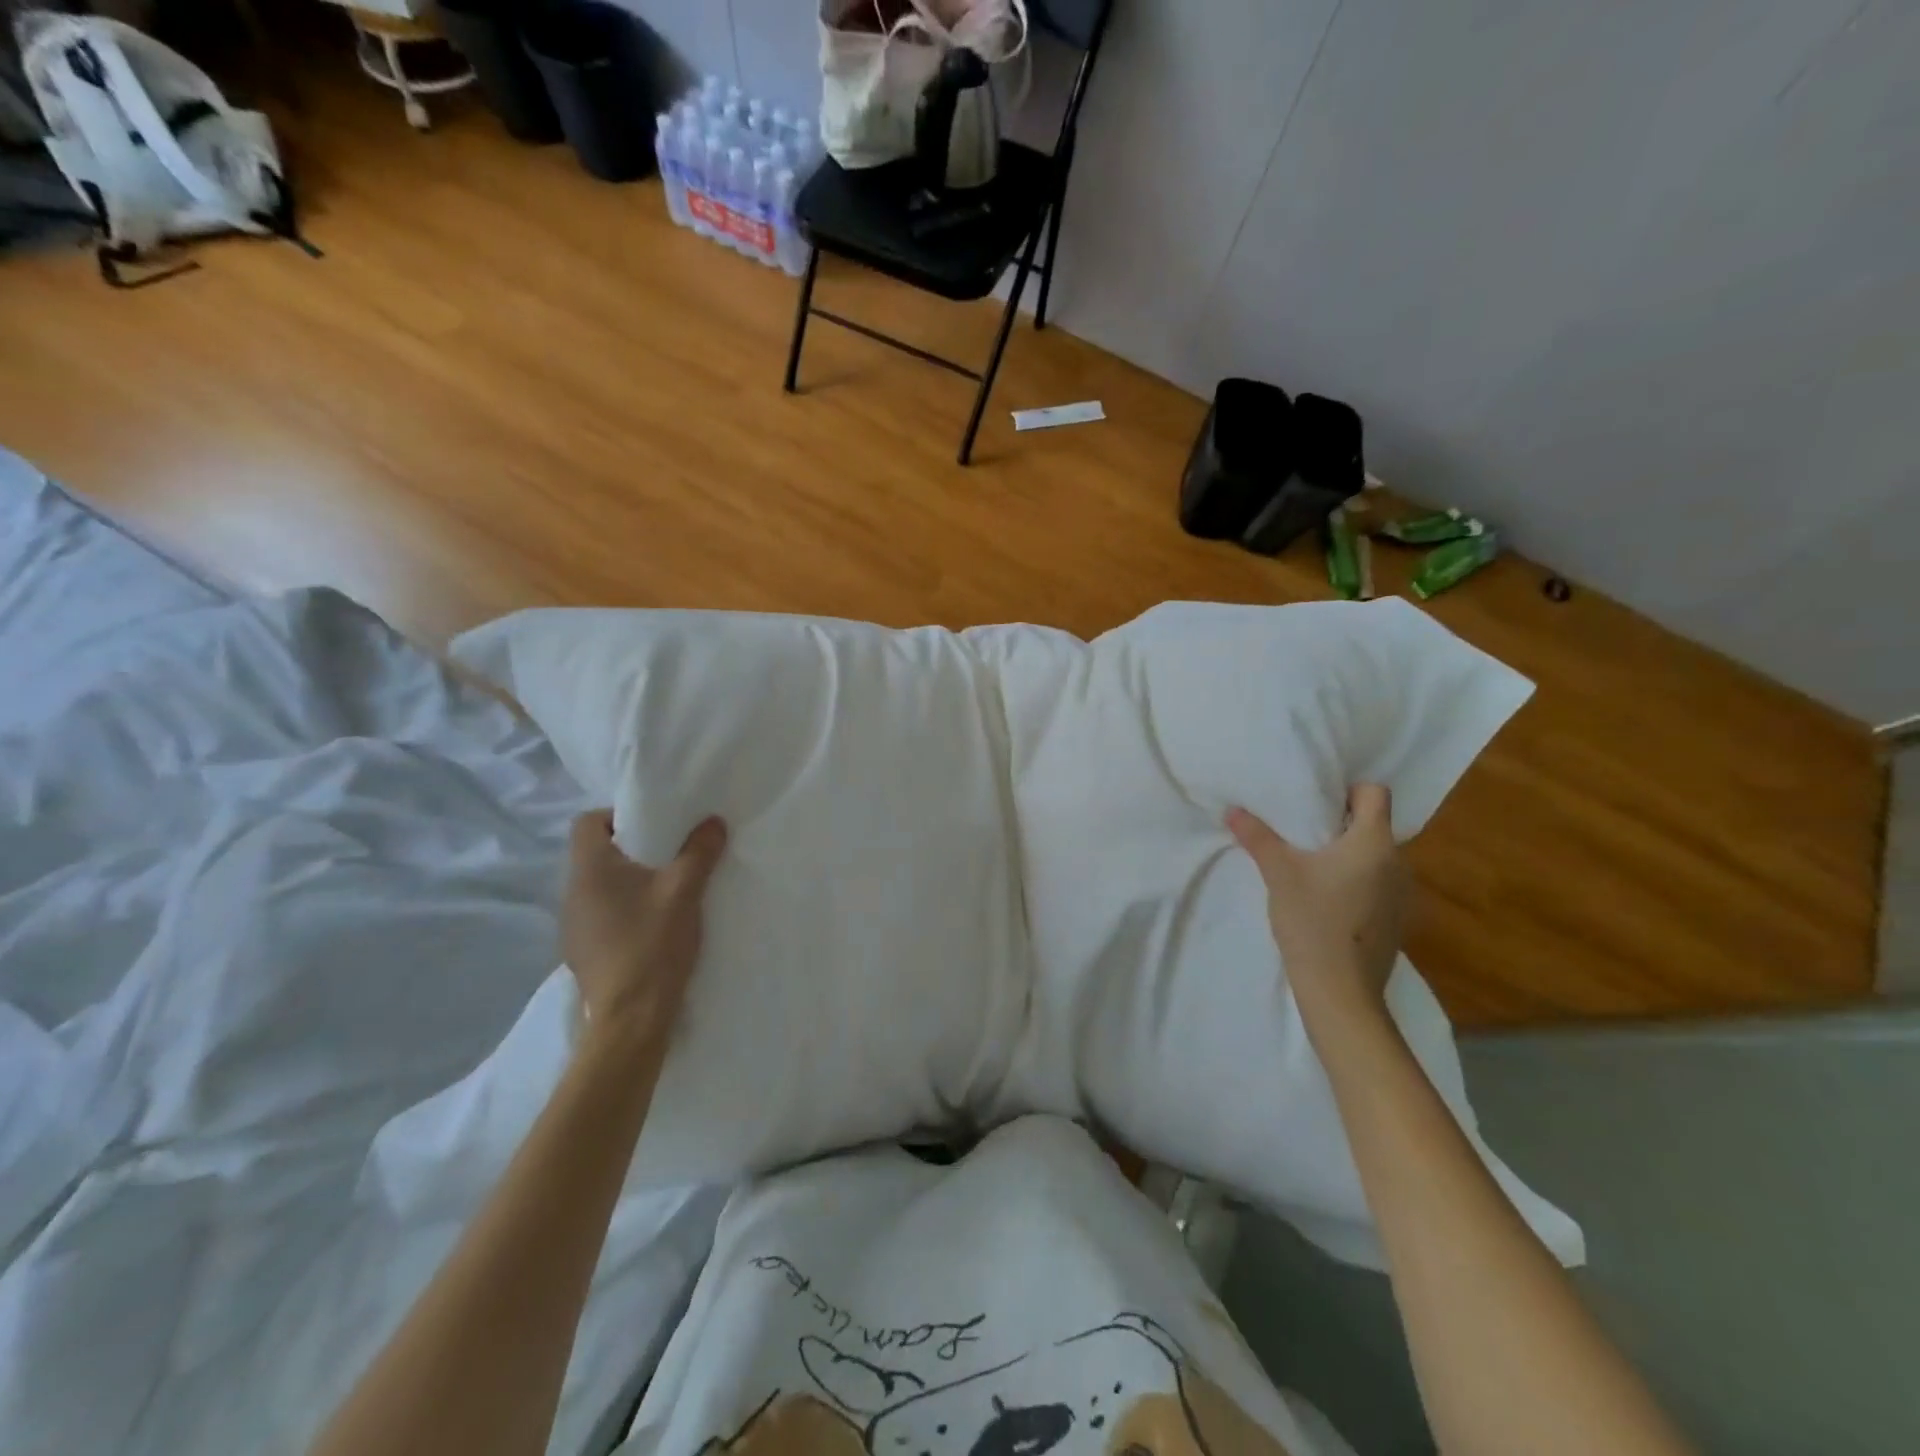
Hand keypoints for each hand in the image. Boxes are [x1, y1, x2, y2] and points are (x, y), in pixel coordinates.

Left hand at [561, 810, 726, 1053]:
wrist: (630, 1017)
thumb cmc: (652, 943)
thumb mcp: (685, 891)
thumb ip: (700, 851)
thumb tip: (713, 821)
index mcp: (590, 869)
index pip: (587, 821)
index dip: (617, 816)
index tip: (653, 827)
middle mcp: (572, 892)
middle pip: (595, 854)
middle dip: (632, 850)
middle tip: (670, 856)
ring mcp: (572, 926)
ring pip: (599, 887)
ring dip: (628, 883)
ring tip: (665, 892)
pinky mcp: (581, 952)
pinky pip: (600, 916)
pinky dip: (623, 911)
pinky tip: (651, 928)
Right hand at [1226, 785, 1408, 1017]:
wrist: (1340, 990)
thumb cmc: (1312, 920)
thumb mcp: (1278, 873)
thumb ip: (1257, 837)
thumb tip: (1232, 810)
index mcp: (1374, 842)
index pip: (1375, 793)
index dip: (1348, 790)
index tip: (1317, 801)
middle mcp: (1398, 862)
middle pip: (1374, 824)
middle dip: (1341, 822)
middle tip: (1302, 829)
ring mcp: (1402, 894)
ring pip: (1376, 856)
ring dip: (1349, 854)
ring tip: (1312, 864)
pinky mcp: (1397, 919)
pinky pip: (1378, 883)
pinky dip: (1357, 881)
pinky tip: (1327, 898)